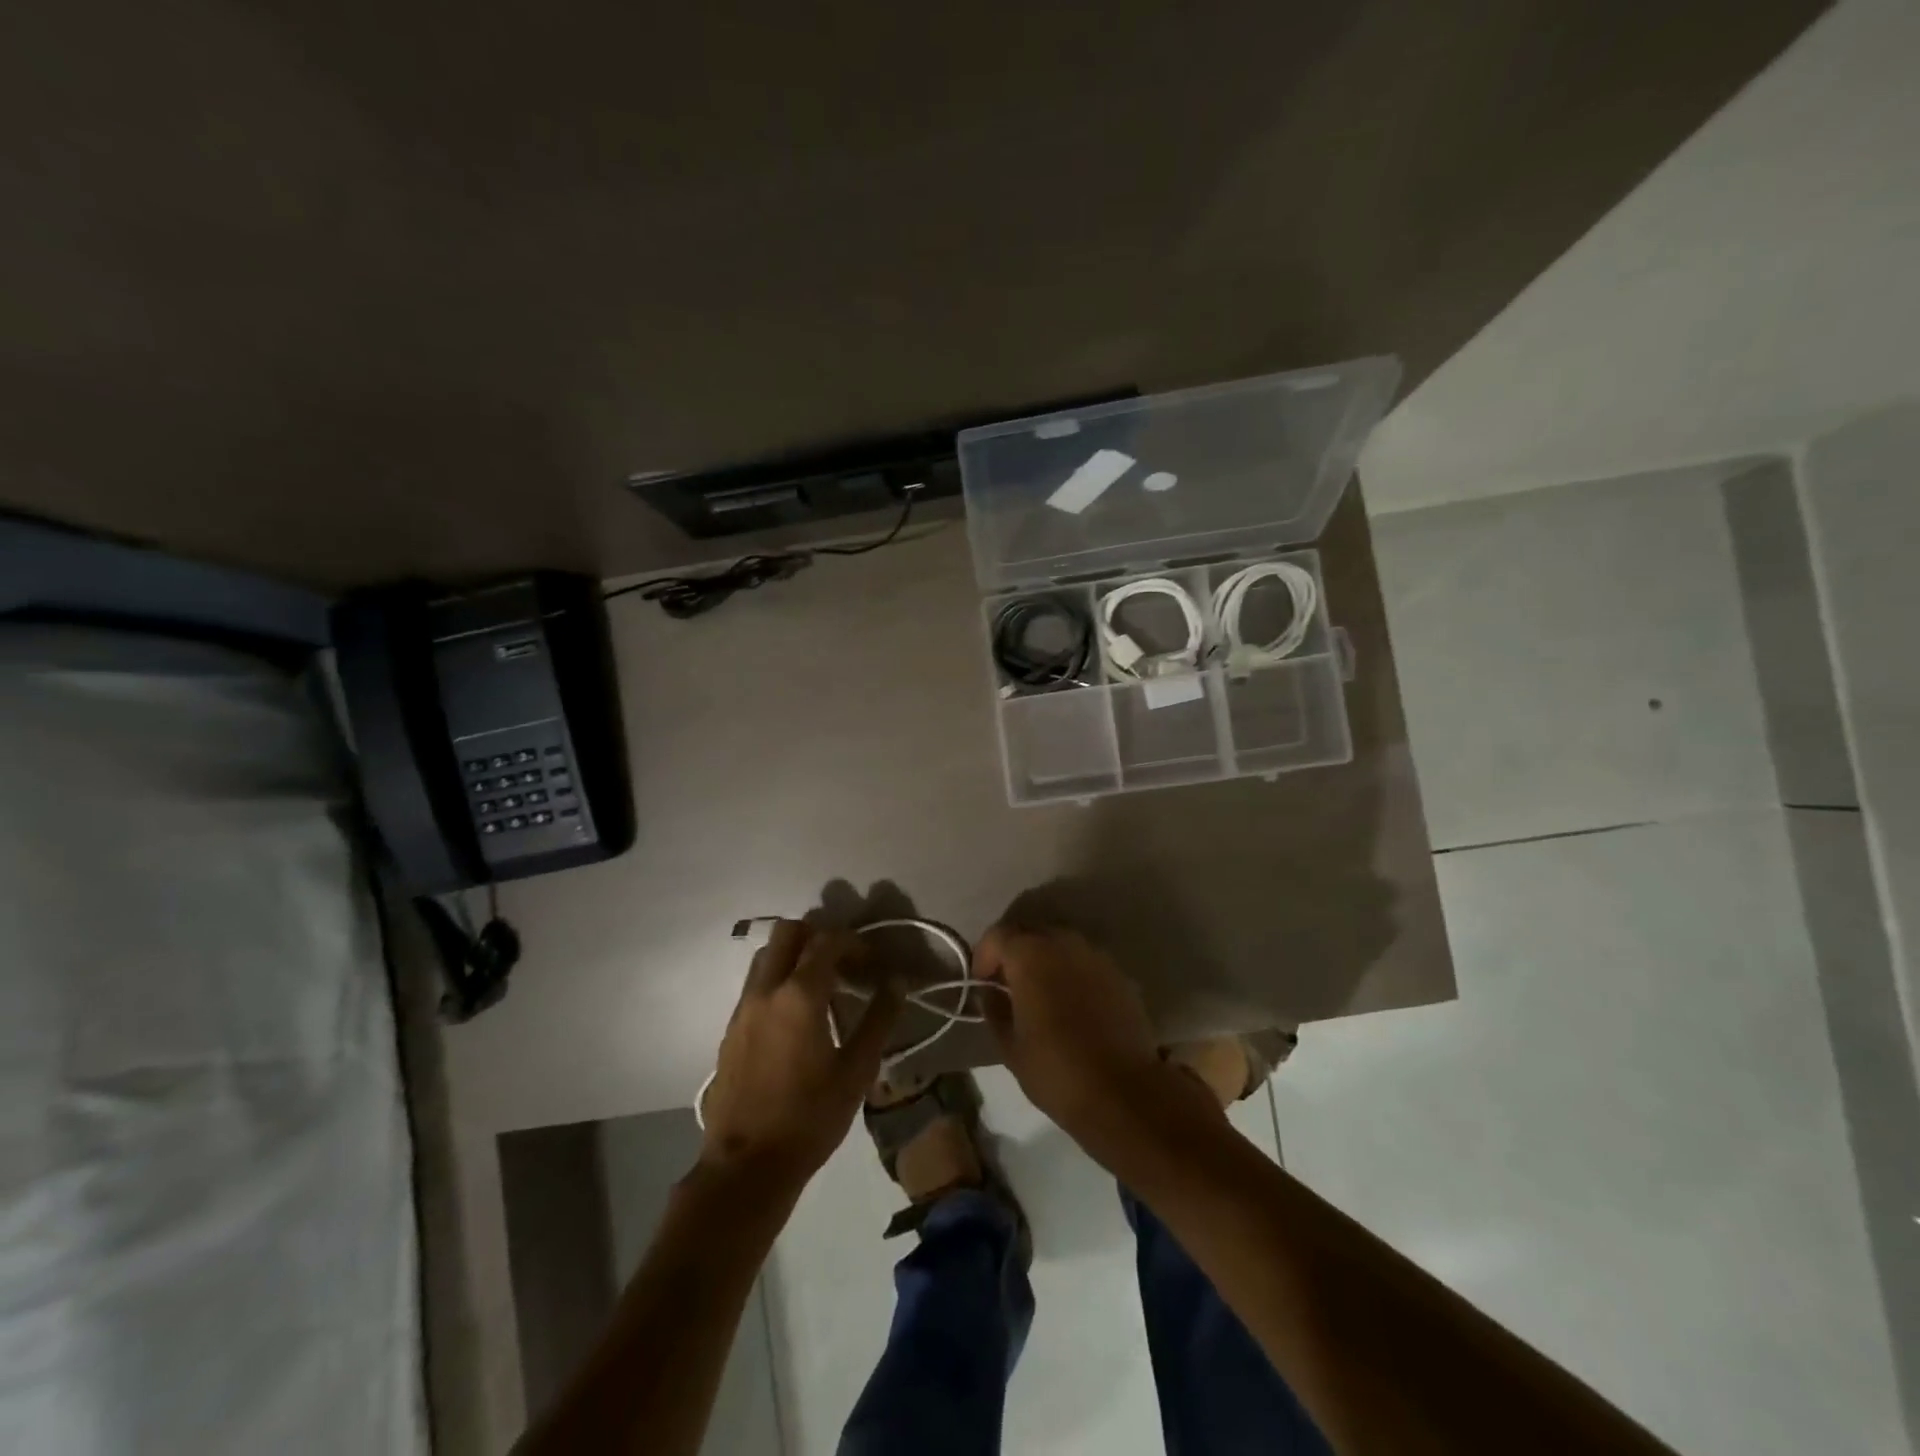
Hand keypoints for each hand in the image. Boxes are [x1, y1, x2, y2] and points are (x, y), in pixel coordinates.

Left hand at [699, 920, 901, 1191]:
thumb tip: (896, 982)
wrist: (746, 1166)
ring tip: (820, 986)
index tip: (871, 962)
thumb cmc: (809, 1118)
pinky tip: (796, 1017)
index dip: (854, 942)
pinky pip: (755, 984)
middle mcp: (766, 990)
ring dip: (794, 956)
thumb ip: (878, 1020)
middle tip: (842, 962)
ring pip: (766, 955)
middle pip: (787, 932)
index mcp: (799, 995)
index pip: (827, 941)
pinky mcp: (730, 1029)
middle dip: (817, 936)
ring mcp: (743, 1008)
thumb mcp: (857, 1071)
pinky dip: (777, 980)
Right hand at [975, 924, 1184, 1152]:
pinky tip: (1071, 1004)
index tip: (982, 983)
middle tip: (1008, 985)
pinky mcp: (1119, 974)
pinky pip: (1085, 962)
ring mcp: (1096, 956)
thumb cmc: (1056, 1069)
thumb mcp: (1010, 1046)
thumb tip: (991, 992)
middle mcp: (1064, 943)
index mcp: (1031, 954)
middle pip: (1030, 933)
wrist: (1124, 1092)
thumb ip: (994, 1009)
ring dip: (1044, 960)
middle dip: (1014, 953)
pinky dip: (1071, 973)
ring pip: (1060, 944)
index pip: (998, 935)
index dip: (984, 955)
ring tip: (1040, 994)